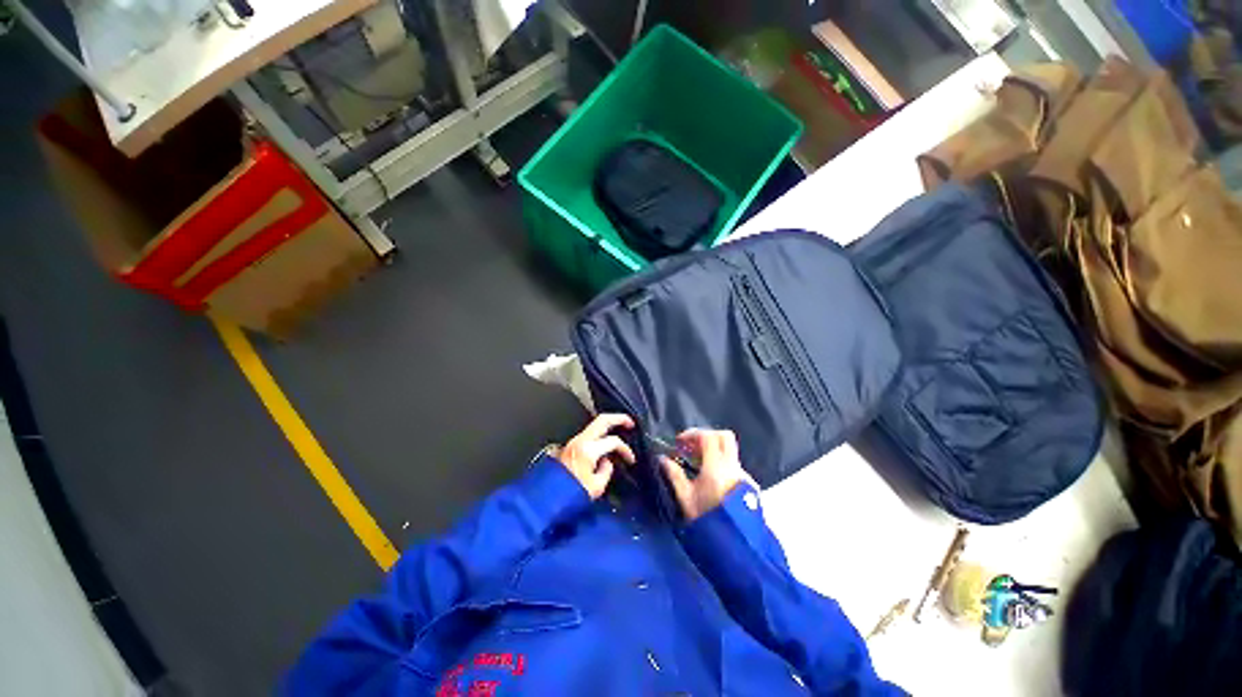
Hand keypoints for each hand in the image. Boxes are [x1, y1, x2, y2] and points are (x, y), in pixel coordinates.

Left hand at [556, 414, 635, 499]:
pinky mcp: (570, 446)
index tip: (631, 460)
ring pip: (595, 425)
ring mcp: (574, 441)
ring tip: (620, 428)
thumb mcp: (596, 486)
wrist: (546, 499)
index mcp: (589, 449)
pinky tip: (605, 440)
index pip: (613, 441)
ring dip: (609, 425)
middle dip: (619, 418)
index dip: (625, 449)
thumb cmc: (571, 494)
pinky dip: (600, 433)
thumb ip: (607, 470)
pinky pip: (589, 434)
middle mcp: (581, 440)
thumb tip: (607, 461)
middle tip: (631, 422)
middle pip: (602, 420)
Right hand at [661, 429, 753, 521]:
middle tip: (691, 448)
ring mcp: (744, 475)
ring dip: (714, 451)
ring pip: (730, 451)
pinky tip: (711, 480)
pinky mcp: (749, 486)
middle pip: (724, 437)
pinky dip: (721, 464)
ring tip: (697, 465)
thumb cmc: (707, 522)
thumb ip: (674, 475)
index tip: (680, 442)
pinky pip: (734, 465)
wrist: (736, 549)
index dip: (692, 434)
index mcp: (717, 467)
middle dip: (706, 437)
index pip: (708, 437)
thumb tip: (663, 459)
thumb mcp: (686, 499)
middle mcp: (734, 467)